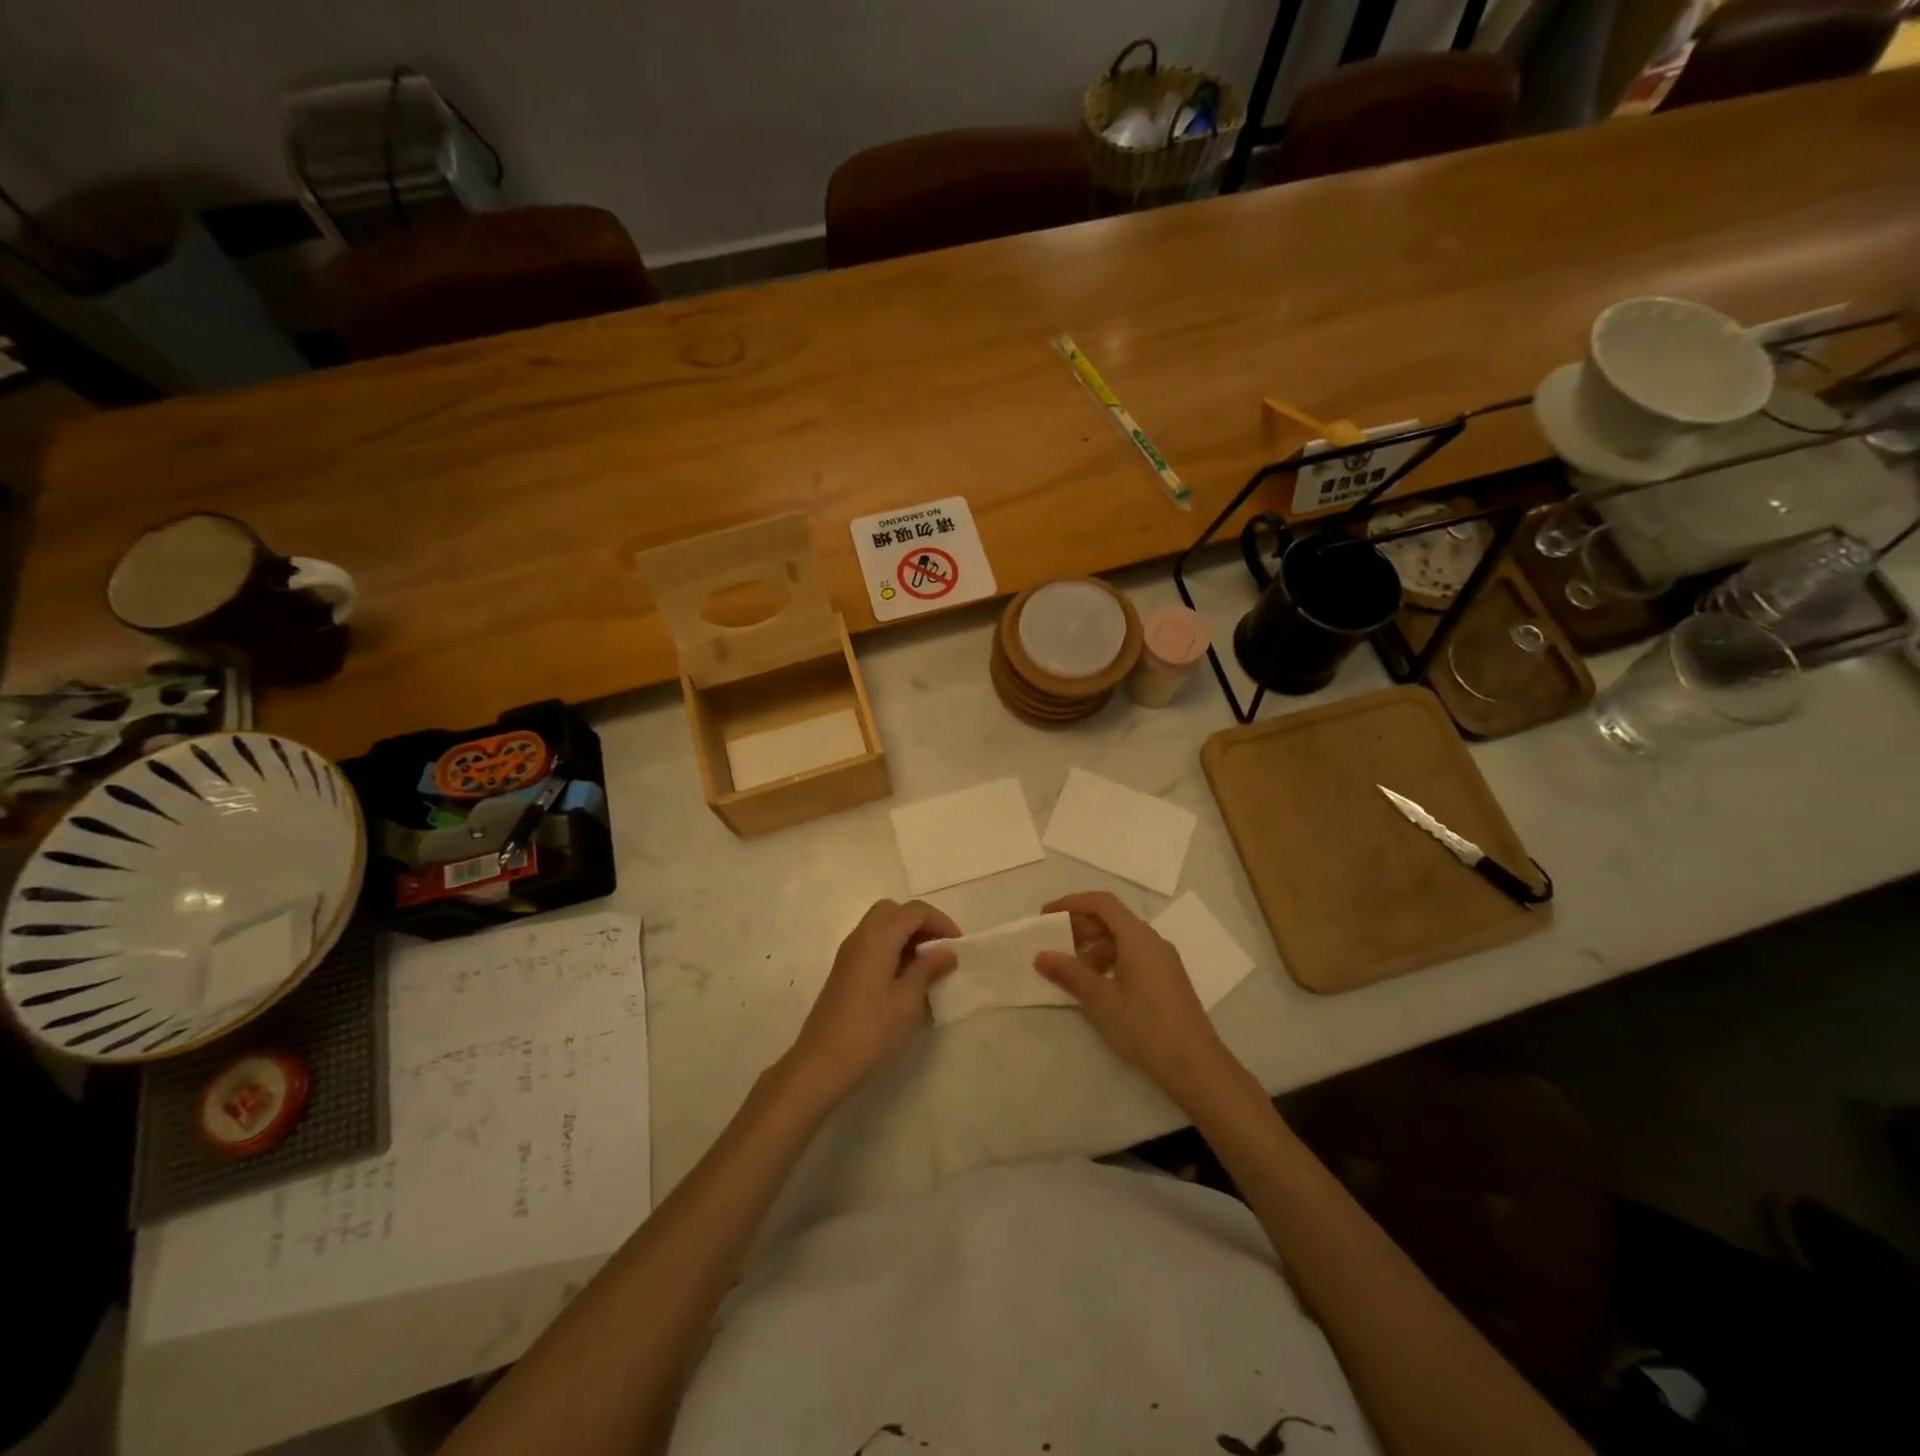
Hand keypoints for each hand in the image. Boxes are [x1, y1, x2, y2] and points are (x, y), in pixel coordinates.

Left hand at [785, 899, 960, 1106]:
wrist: (821, 1063)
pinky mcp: (844, 972)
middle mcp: (860, 936)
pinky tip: (905, 979)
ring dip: (906, 936)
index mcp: (877, 937)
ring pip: (881, 926)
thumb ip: (928, 969)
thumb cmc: (871, 1030)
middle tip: (940, 949)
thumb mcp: (908, 1000)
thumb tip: (946, 951)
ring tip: (927, 966)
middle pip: (894, 911)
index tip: (958, 945)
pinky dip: (892, 949)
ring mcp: (848, 954)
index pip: (914, 911)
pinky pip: (872, 944)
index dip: (940, 921)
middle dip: (920, 923)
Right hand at [1035, 891, 1238, 1107]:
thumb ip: (1069, 973)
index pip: (1101, 903)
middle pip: (1112, 920)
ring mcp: (1163, 961)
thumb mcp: (1100, 1000)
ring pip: (1122, 941)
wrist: (1196, 1066)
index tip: (1046, 916)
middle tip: (1052, 944)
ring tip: (1070, 972)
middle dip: (1079, 927)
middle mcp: (1152, 941)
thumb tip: (1041, 955)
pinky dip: (1109, 962)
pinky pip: (1132, 958)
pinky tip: (1096, 987)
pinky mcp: (1166, 981)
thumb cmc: (1144, 1026)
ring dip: (1093, 948)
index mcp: (1137, 937)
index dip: (1071, 903)